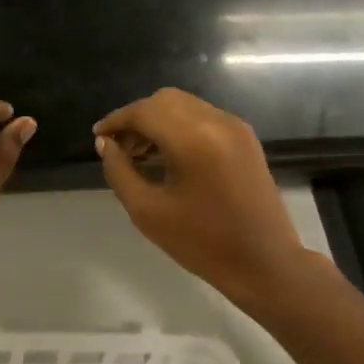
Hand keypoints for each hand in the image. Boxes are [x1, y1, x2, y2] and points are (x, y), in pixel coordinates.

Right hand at [94, 89, 308, 303]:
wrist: (265, 263)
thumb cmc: (202, 243)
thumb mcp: (148, 211)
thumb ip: (120, 171)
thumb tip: (106, 144)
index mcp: (194, 138)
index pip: (144, 111)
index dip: (116, 121)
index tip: (98, 138)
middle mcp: (217, 122)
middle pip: (165, 100)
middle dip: (136, 118)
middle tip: (117, 147)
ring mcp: (235, 128)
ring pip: (184, 106)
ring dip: (157, 121)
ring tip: (138, 154)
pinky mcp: (245, 139)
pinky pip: (203, 118)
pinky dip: (178, 127)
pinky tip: (166, 156)